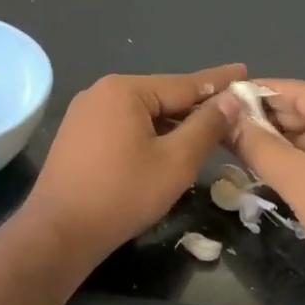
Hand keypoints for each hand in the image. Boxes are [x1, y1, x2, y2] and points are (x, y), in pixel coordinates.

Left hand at [23, 65, 244, 266]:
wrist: (59, 232)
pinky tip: (167, 146)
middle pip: (162, 96)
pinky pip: (123, 126)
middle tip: (233, 110)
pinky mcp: (77, 136)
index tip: (245, 72)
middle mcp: (101, 92)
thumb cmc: (122, 194)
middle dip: (196, 106)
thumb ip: (206, 127)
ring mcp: (85, 113)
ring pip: (142, 113)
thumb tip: (231, 100)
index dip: (219, 82)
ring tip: (207, 130)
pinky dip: (149, 134)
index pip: (184, 83)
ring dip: (173, 123)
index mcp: (125, 89)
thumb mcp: (176, 161)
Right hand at [217, 80, 304, 289]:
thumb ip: (258, 146)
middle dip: (277, 125)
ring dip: (297, 146)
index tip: (227, 100)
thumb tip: (227, 119)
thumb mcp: (299, 182)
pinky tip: (292, 172)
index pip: (302, 92)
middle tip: (234, 134)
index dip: (261, 96)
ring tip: (256, 157)